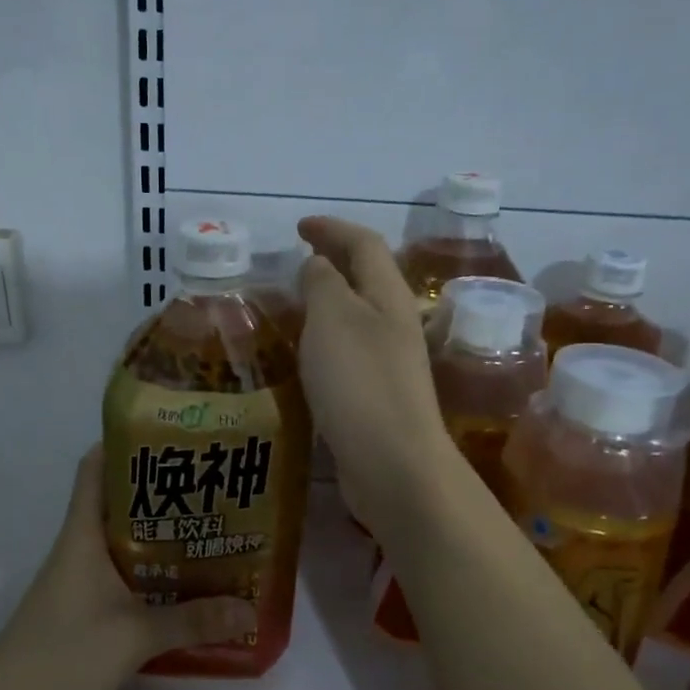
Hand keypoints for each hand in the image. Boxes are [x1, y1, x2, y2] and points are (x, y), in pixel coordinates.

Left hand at [0, 446, 251, 689]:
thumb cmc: (64, 655)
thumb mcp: (135, 636)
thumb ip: (193, 621)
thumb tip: (249, 608)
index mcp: (83, 533)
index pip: (94, 467)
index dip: (124, 443)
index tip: (169, 436)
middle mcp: (79, 547)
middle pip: (117, 502)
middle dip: (160, 491)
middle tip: (210, 485)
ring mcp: (78, 579)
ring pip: (123, 541)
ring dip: (159, 535)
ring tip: (208, 530)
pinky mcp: (81, 609)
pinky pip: (121, 575)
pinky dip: (150, 572)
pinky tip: (182, 586)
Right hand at [296, 216, 464, 537]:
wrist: (393, 463)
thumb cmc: (360, 383)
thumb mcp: (332, 320)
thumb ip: (322, 284)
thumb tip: (318, 265)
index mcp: (388, 297)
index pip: (364, 244)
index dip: (332, 228)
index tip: (299, 227)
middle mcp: (395, 324)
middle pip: (367, 278)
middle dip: (334, 261)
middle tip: (297, 260)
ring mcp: (390, 362)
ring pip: (358, 316)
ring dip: (329, 302)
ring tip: (295, 304)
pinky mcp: (378, 396)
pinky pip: (350, 351)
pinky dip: (326, 339)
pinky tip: (307, 355)